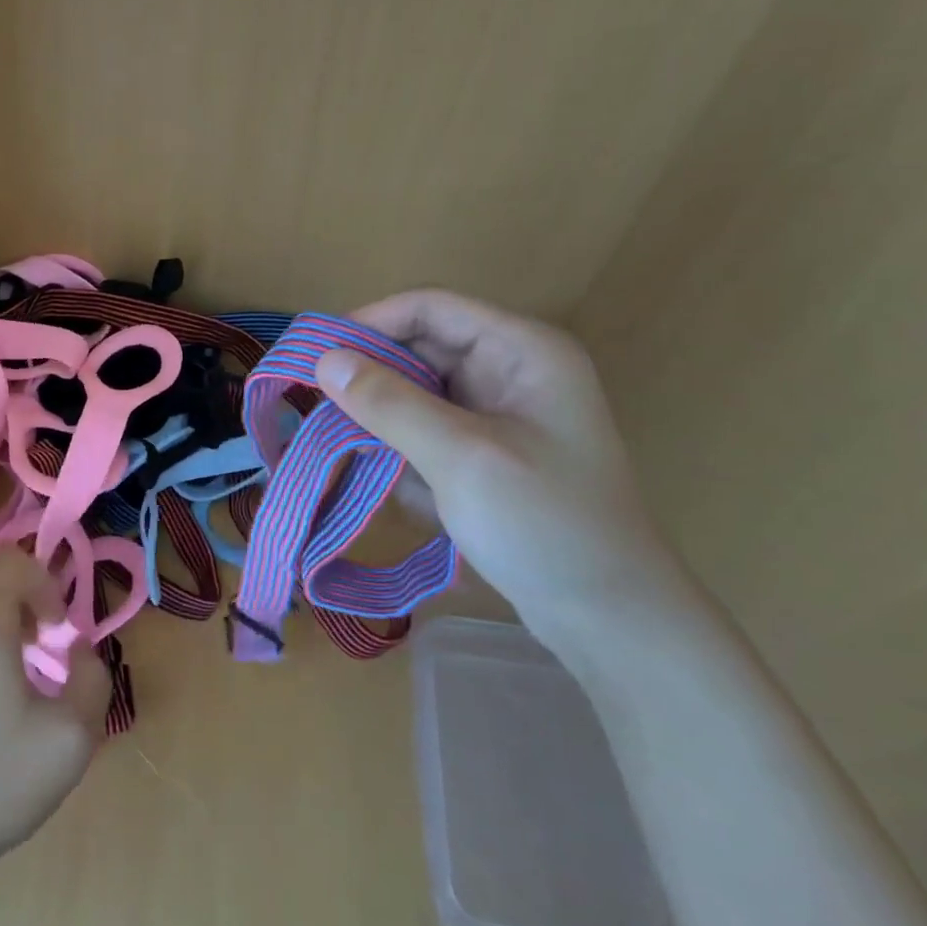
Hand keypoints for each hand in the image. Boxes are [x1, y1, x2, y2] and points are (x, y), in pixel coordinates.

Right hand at [315, 288, 684, 632]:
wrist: (608, 617)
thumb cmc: (544, 525)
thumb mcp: (461, 458)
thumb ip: (390, 404)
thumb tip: (324, 361)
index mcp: (521, 350)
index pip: (430, 308)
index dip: (370, 324)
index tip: (318, 359)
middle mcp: (510, 370)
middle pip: (420, 350)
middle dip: (373, 381)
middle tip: (321, 414)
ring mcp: (499, 413)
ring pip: (416, 393)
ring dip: (384, 423)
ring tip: (360, 459)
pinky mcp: (487, 451)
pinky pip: (426, 431)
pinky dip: (404, 452)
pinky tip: (407, 492)